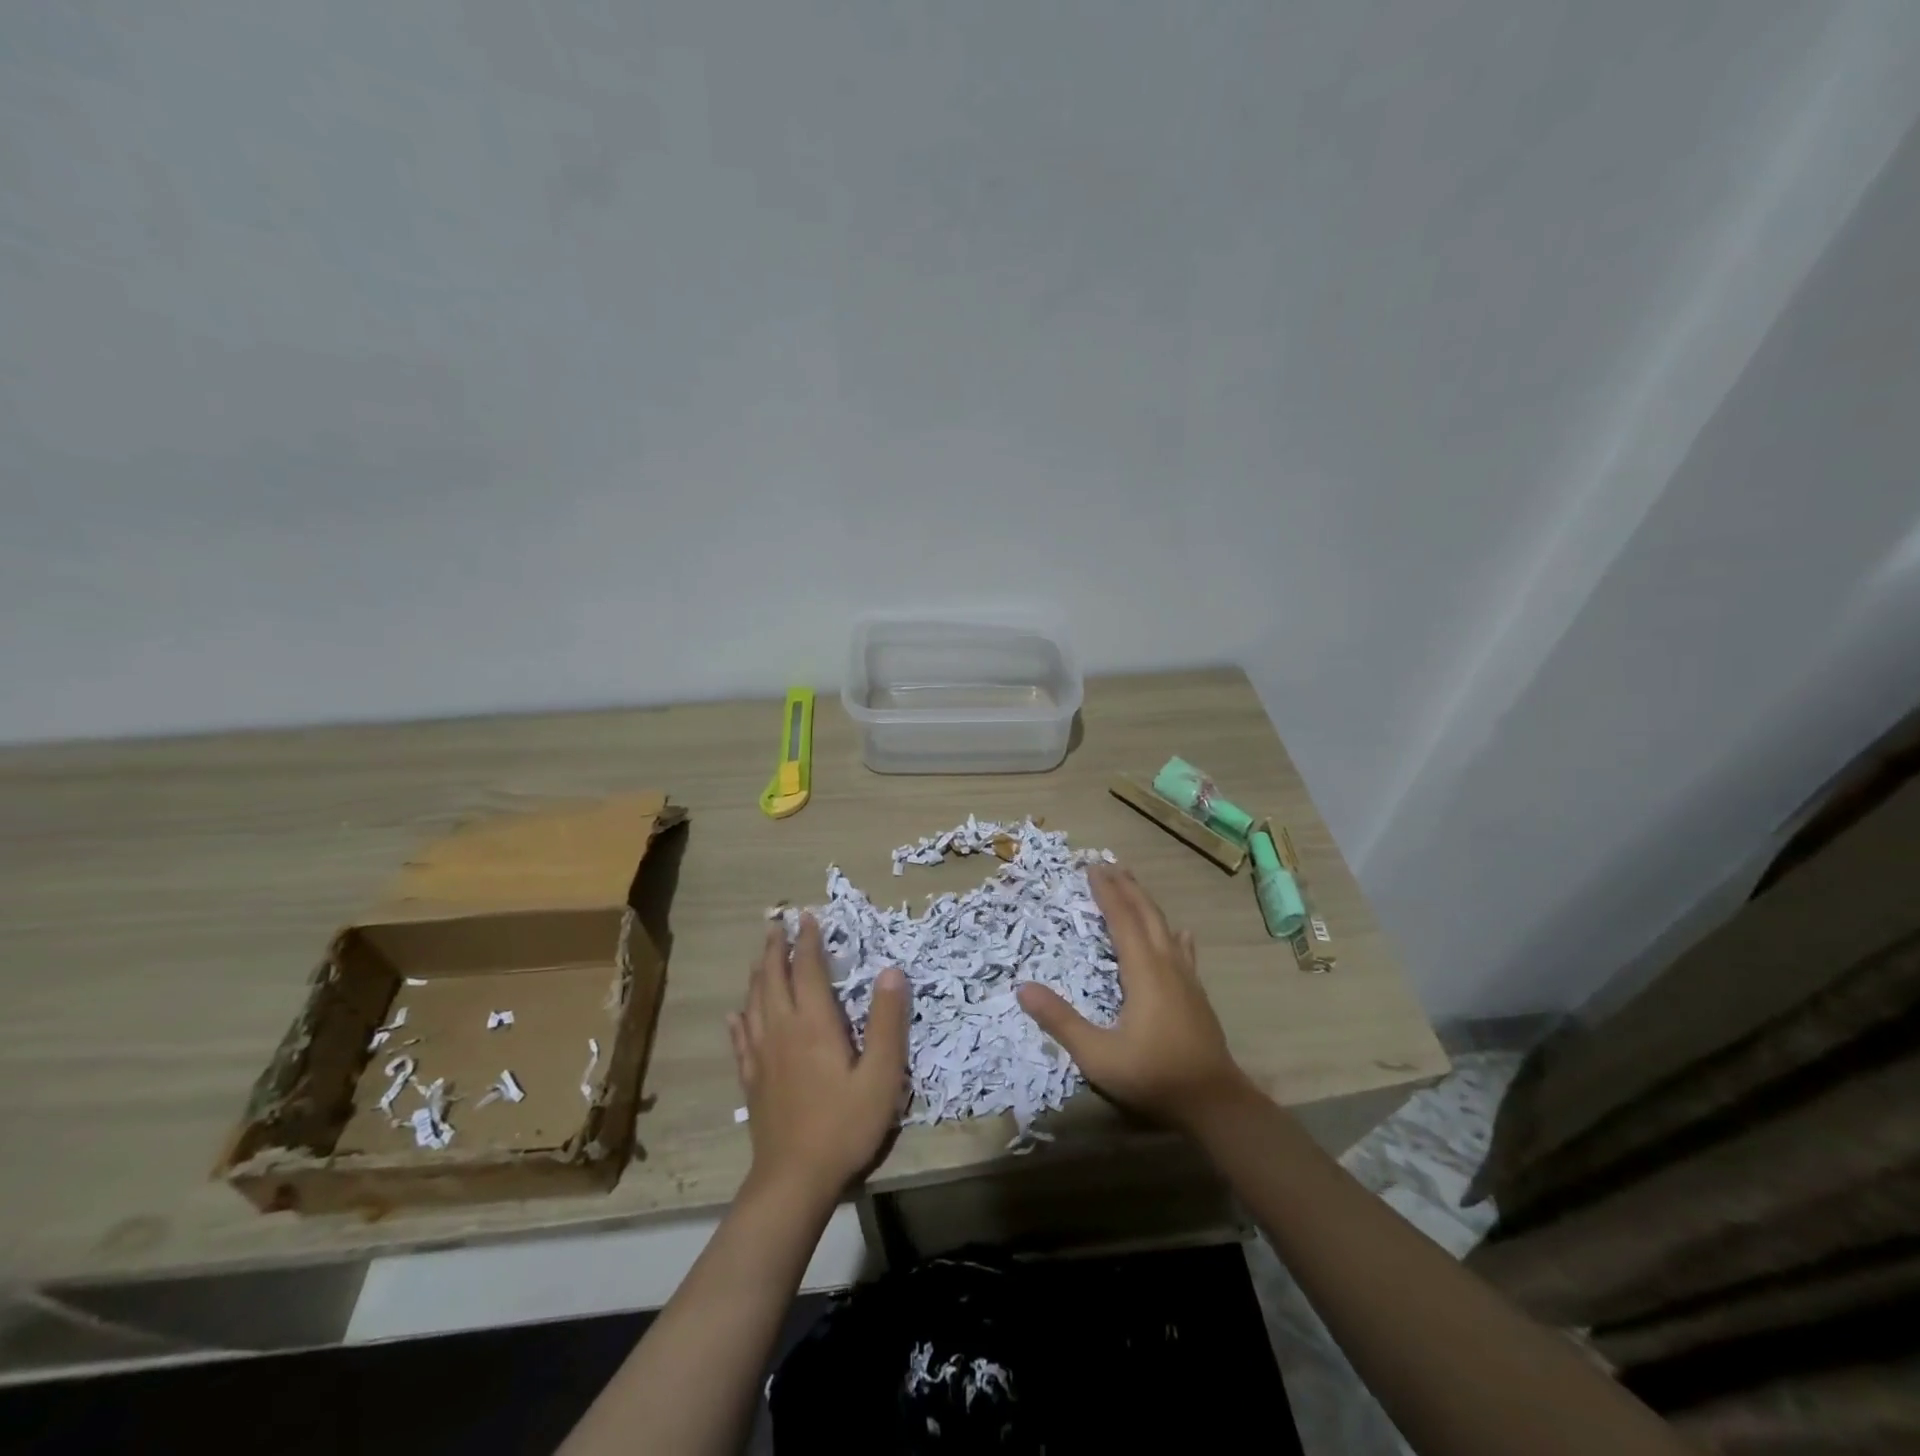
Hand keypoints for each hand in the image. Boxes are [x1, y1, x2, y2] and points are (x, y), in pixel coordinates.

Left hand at [728, 916, 910, 1206]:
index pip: (807, 970)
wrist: (794, 1180)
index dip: (808, 941)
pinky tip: (735, 1014)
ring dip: (758, 974)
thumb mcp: (881, 1075)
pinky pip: (741, 1039)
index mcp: (814, 1024)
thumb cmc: (844, 1125)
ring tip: (760, 956)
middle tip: (775, 924)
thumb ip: (887, 1022)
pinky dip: (739, 1019)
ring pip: (754, 1003)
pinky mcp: (752, 1080)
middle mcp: (783, 1030)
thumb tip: (891, 970)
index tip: (808, 916)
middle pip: (773, 979)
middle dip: (775, 948)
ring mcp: (762, 1056)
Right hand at [1016, 864, 1250, 1130]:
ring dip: (1147, 904)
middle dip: (1127, 888)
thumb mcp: (1098, 1056)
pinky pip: (1183, 951)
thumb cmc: (1153, 1077)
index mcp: (1143, 972)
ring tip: (1134, 886)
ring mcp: (1186, 979)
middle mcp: (1167, 965)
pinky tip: (1180, 933)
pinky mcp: (1196, 994)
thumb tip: (1023, 988)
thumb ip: (1061, 1021)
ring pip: (1165, 928)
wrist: (1215, 1103)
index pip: (1122, 920)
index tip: (1092, 868)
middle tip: (1109, 865)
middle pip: (1147, 915)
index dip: (1106, 892)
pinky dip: (1173, 934)